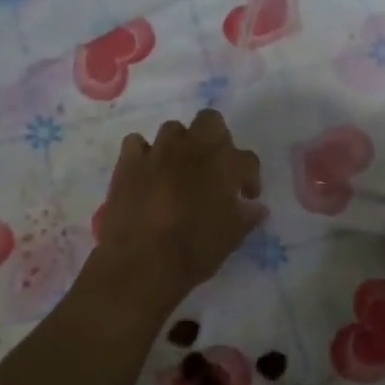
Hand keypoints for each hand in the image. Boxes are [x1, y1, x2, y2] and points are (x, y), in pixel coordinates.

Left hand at [91, 109, 264, 317]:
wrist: (142, 262)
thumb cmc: (194, 251)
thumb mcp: (232, 238)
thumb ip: (246, 217)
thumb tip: (256, 207)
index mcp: (224, 165)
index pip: (248, 159)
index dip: (250, 178)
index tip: (246, 197)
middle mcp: (193, 149)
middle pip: (211, 121)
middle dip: (216, 139)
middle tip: (214, 167)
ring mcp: (158, 152)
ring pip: (173, 129)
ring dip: (180, 145)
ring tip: (179, 169)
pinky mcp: (128, 162)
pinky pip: (136, 143)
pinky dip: (143, 153)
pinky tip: (146, 172)